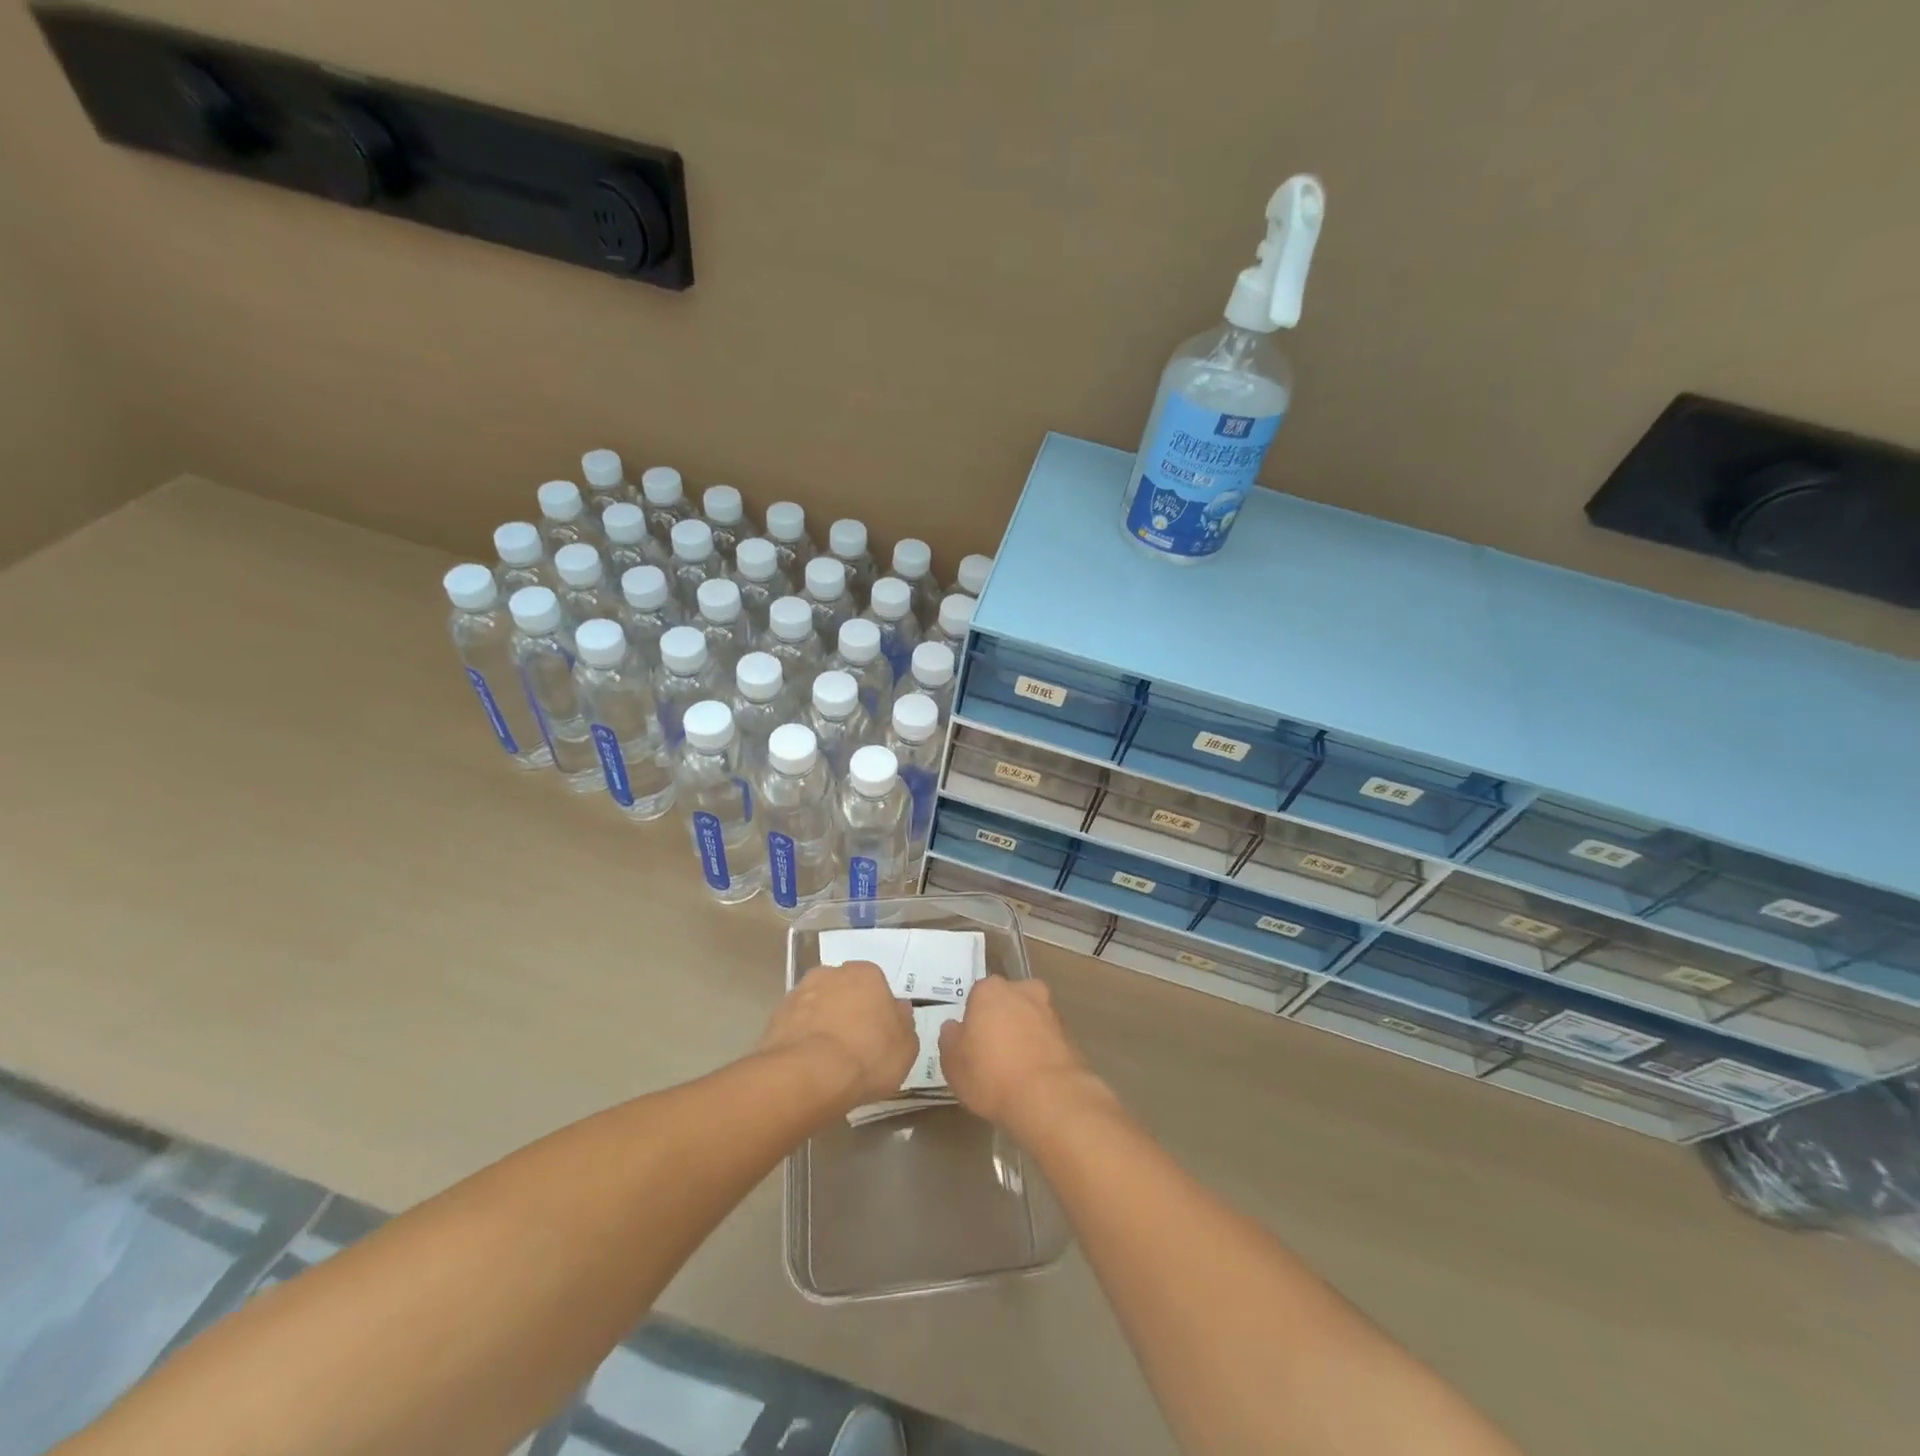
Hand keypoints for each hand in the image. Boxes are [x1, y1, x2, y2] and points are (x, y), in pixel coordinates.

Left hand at [759, 962, 916, 1109]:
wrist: (808, 1075)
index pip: (876, 985)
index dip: (878, 1010)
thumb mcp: (906, 1048)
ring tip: (828, 1058)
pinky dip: (801, 1039)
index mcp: (867, 974)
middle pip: (844, 990)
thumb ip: (904, 1025)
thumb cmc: (867, 1056)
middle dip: (848, 1010)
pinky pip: (796, 1025)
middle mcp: (831, 973)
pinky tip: (807, 1064)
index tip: (879, 1034)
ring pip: (817, 1005)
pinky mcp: (775, 1017)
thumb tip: (899, 1010)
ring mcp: (799, 993)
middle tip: (854, 1044)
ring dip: (822, 1022)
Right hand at [938, 976, 1105, 1135]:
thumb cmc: (991, 1074)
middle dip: (1001, 1021)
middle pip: (1007, 1002)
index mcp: (990, 990)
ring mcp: (1050, 1011)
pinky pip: (1047, 1039)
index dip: (972, 1021)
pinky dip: (1041, 1052)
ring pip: (1030, 1019)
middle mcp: (1023, 990)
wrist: (1049, 1098)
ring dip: (1024, 1036)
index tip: (971, 1044)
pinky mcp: (1070, 1035)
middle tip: (993, 1054)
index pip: (976, 997)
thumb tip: (954, 1027)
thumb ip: (950, 1038)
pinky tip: (1034, 1078)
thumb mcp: (952, 1062)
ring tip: (1015, 1070)